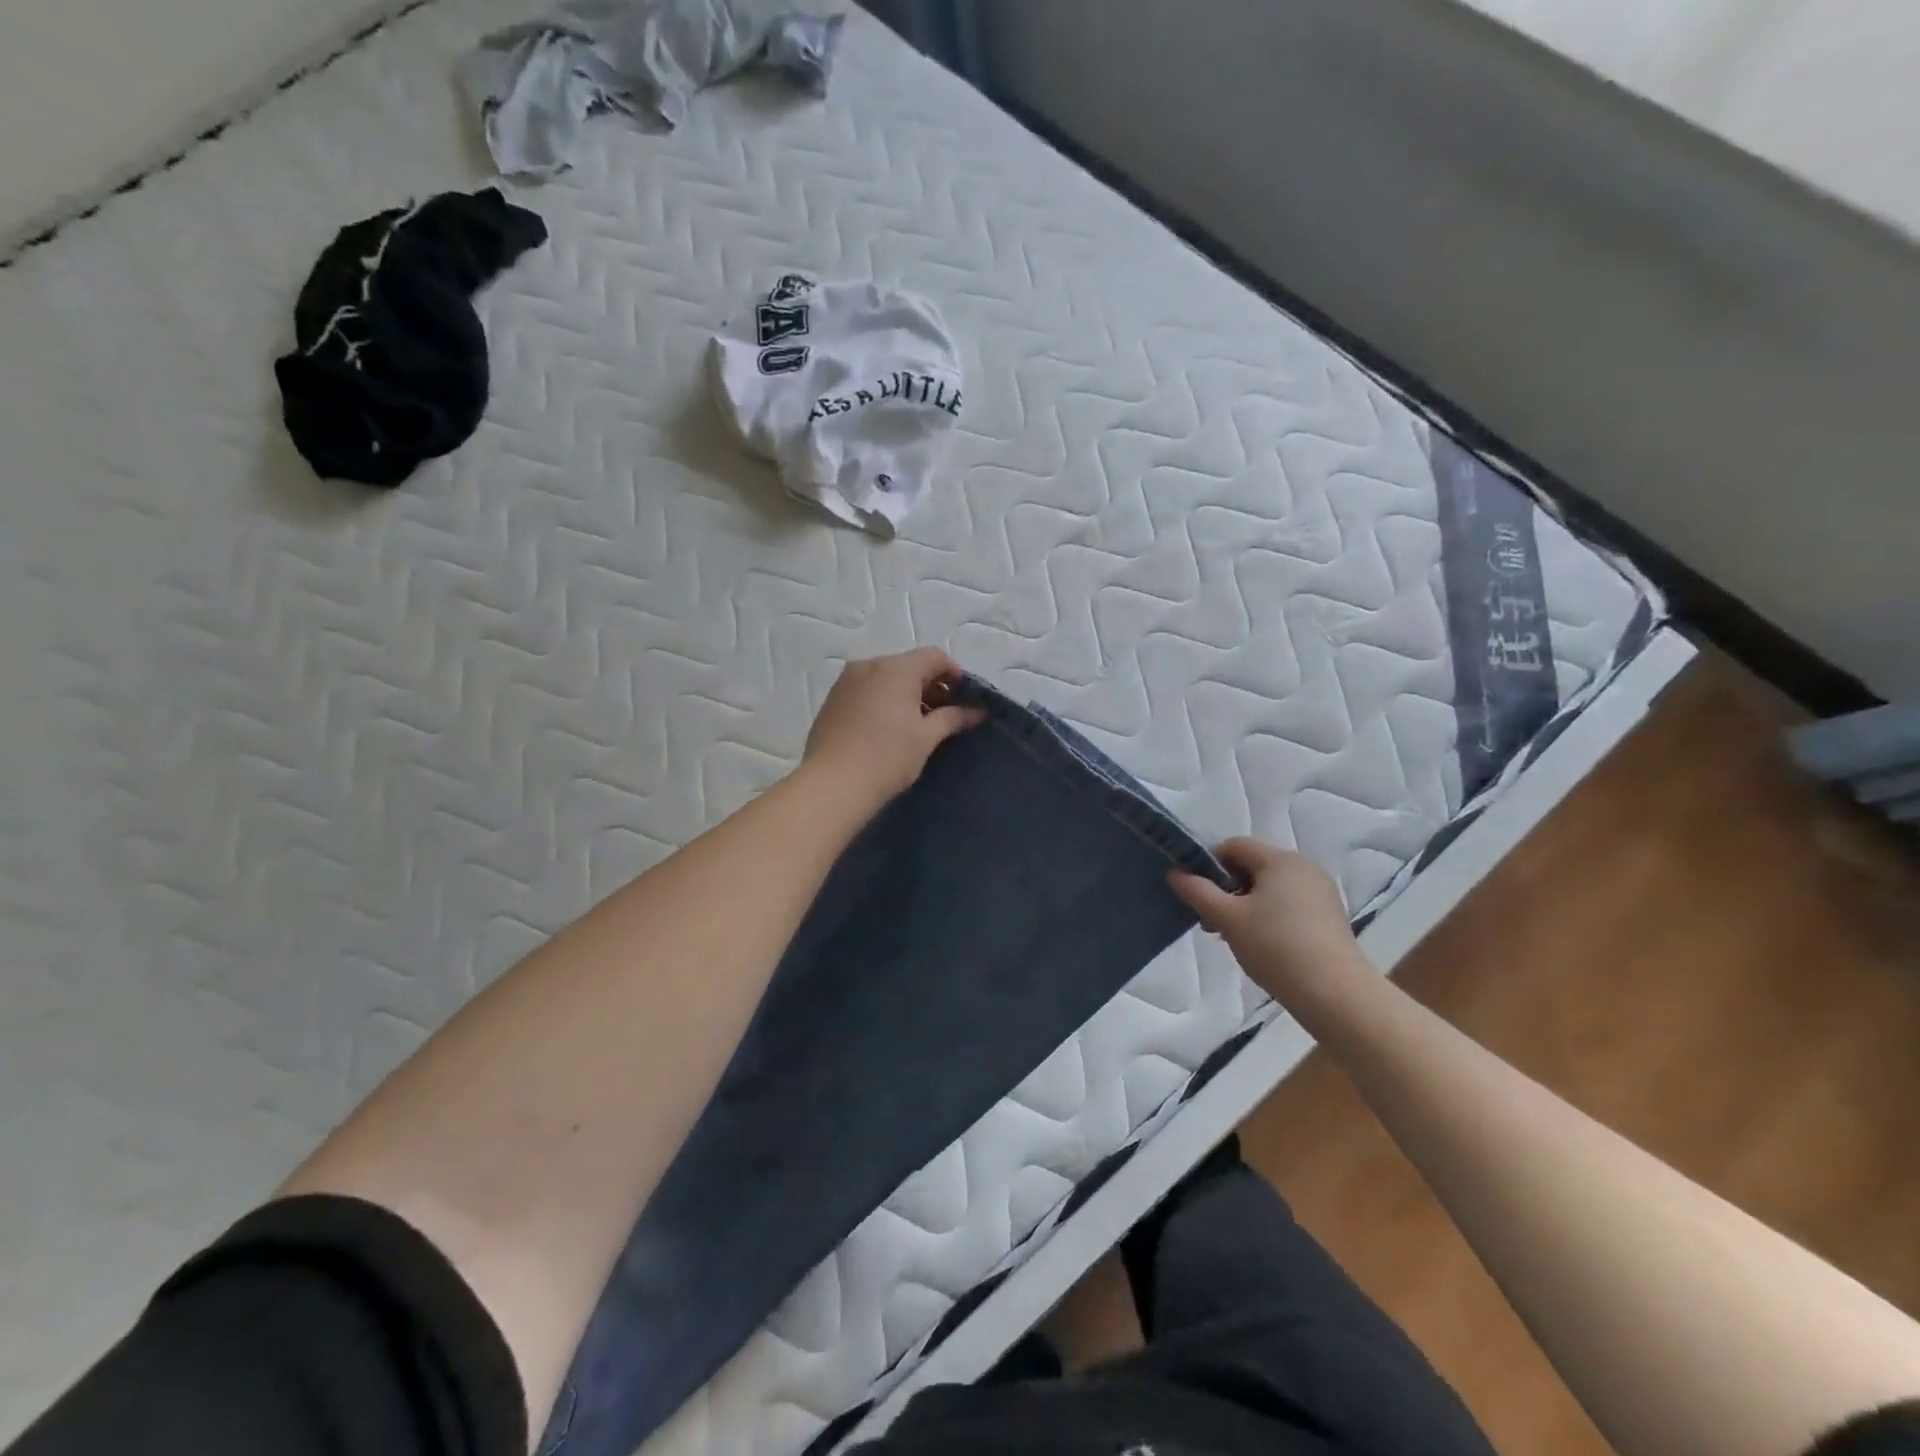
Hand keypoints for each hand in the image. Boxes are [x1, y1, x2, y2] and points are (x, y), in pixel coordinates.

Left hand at [802, 649, 986, 813]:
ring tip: (915, 725)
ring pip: (886, 677)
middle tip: (942, 716)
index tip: (963, 700)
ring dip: (906, 693)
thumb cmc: (887, 757)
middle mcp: (868, 665)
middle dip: (930, 685)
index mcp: (895, 668)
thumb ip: (953, 718)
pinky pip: (866, 689)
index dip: (954, 674)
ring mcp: (846, 681)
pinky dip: (883, 700)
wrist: (832, 785)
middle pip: (908, 665)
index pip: (934, 656)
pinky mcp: (832, 699)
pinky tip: (887, 728)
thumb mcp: (926, 737)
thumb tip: (977, 711)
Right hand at [1169, 839, 1366, 1007]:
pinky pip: (1289, 904)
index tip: (1195, 892)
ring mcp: (1321, 892)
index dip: (1208, 863)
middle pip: (1253, 866)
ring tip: (1231, 936)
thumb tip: (1175, 872)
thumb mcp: (1227, 918)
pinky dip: (1268, 916)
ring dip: (1244, 905)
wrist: (1335, 994)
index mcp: (1280, 860)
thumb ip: (1197, 891)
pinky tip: (1260, 945)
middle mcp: (1304, 868)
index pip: (1234, 846)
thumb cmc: (1275, 947)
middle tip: (1209, 920)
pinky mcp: (1329, 917)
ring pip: (1270, 888)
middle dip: (1225, 889)